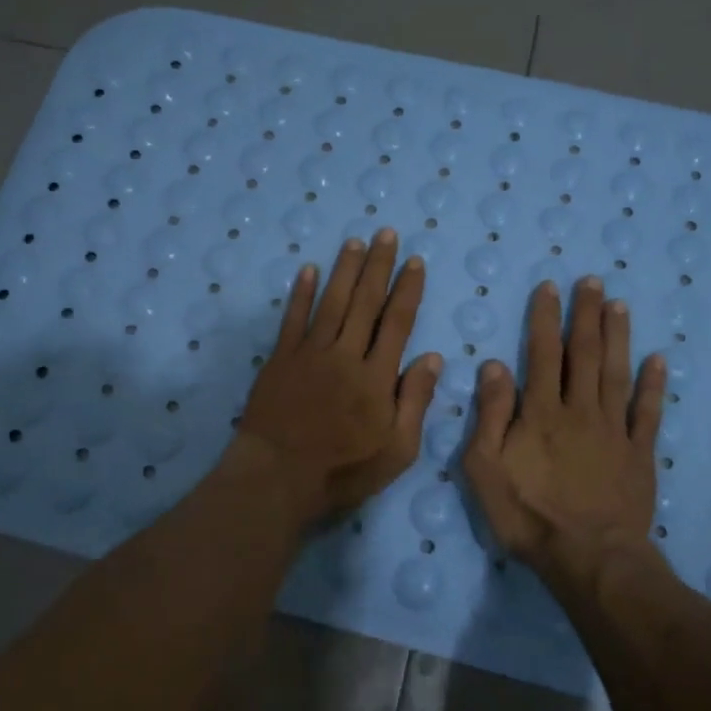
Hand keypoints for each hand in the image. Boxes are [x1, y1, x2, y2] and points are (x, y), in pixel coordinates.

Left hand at [235, 228, 441, 520]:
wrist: (277, 477)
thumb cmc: (343, 471)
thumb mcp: (397, 450)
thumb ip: (416, 402)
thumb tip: (432, 357)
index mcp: (377, 377)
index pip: (397, 323)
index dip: (407, 290)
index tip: (414, 262)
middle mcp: (345, 355)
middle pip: (366, 303)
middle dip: (379, 266)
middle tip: (386, 234)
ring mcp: (310, 354)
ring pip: (332, 302)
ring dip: (345, 270)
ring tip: (355, 241)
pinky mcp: (280, 359)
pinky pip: (293, 319)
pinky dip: (301, 293)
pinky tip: (309, 270)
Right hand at [462, 277, 667, 586]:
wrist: (588, 557)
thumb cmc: (527, 514)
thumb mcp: (485, 468)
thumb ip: (490, 414)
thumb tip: (494, 365)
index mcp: (540, 412)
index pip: (541, 354)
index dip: (544, 318)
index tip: (550, 287)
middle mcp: (579, 410)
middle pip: (583, 354)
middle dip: (586, 315)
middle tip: (592, 281)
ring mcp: (614, 430)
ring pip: (616, 373)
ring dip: (618, 337)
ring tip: (620, 305)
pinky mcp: (639, 454)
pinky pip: (648, 413)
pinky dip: (653, 385)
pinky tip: (658, 360)